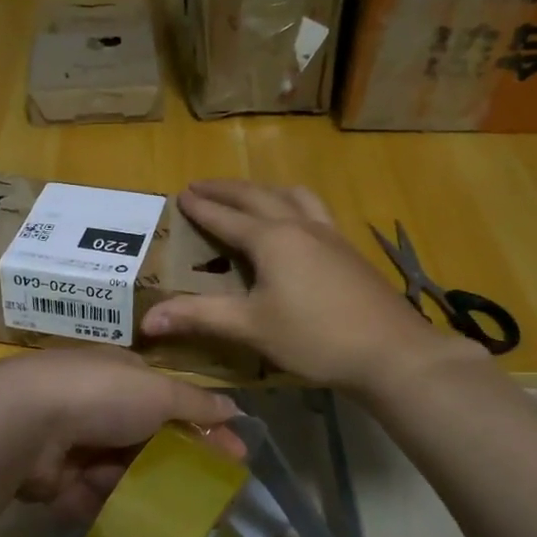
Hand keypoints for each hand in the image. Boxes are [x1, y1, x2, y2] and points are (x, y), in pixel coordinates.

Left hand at [0, 348, 243, 519]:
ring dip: (146, 488)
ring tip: (179, 515)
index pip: (170, 401)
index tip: (235, 456)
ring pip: (120, 471)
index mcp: (120, 375)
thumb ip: (196, 404)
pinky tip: (141, 525)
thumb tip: (235, 408)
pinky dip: (113, 507)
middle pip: (146, 439)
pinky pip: (92, 496)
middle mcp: (95, 405)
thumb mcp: (158, 392)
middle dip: (177, 464)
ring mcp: (72, 443)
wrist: (24, 423)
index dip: (203, 427)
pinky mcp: (53, 480)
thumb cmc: (100, 395)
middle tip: (212, 496)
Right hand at [140, 181, 485, 392]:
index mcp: (272, 239)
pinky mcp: (348, 251)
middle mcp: (300, 226)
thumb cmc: (315, 337)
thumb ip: (199, 317)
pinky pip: (314, 210)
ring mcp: (330, 235)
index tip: (181, 194)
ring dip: (264, 191)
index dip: (202, 207)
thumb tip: (146, 320)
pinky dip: (292, 204)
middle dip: (228, 190)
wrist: (390, 351)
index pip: (227, 217)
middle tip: (203, 185)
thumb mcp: (251, 328)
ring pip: (293, 197)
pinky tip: (296, 225)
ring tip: (250, 196)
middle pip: (258, 196)